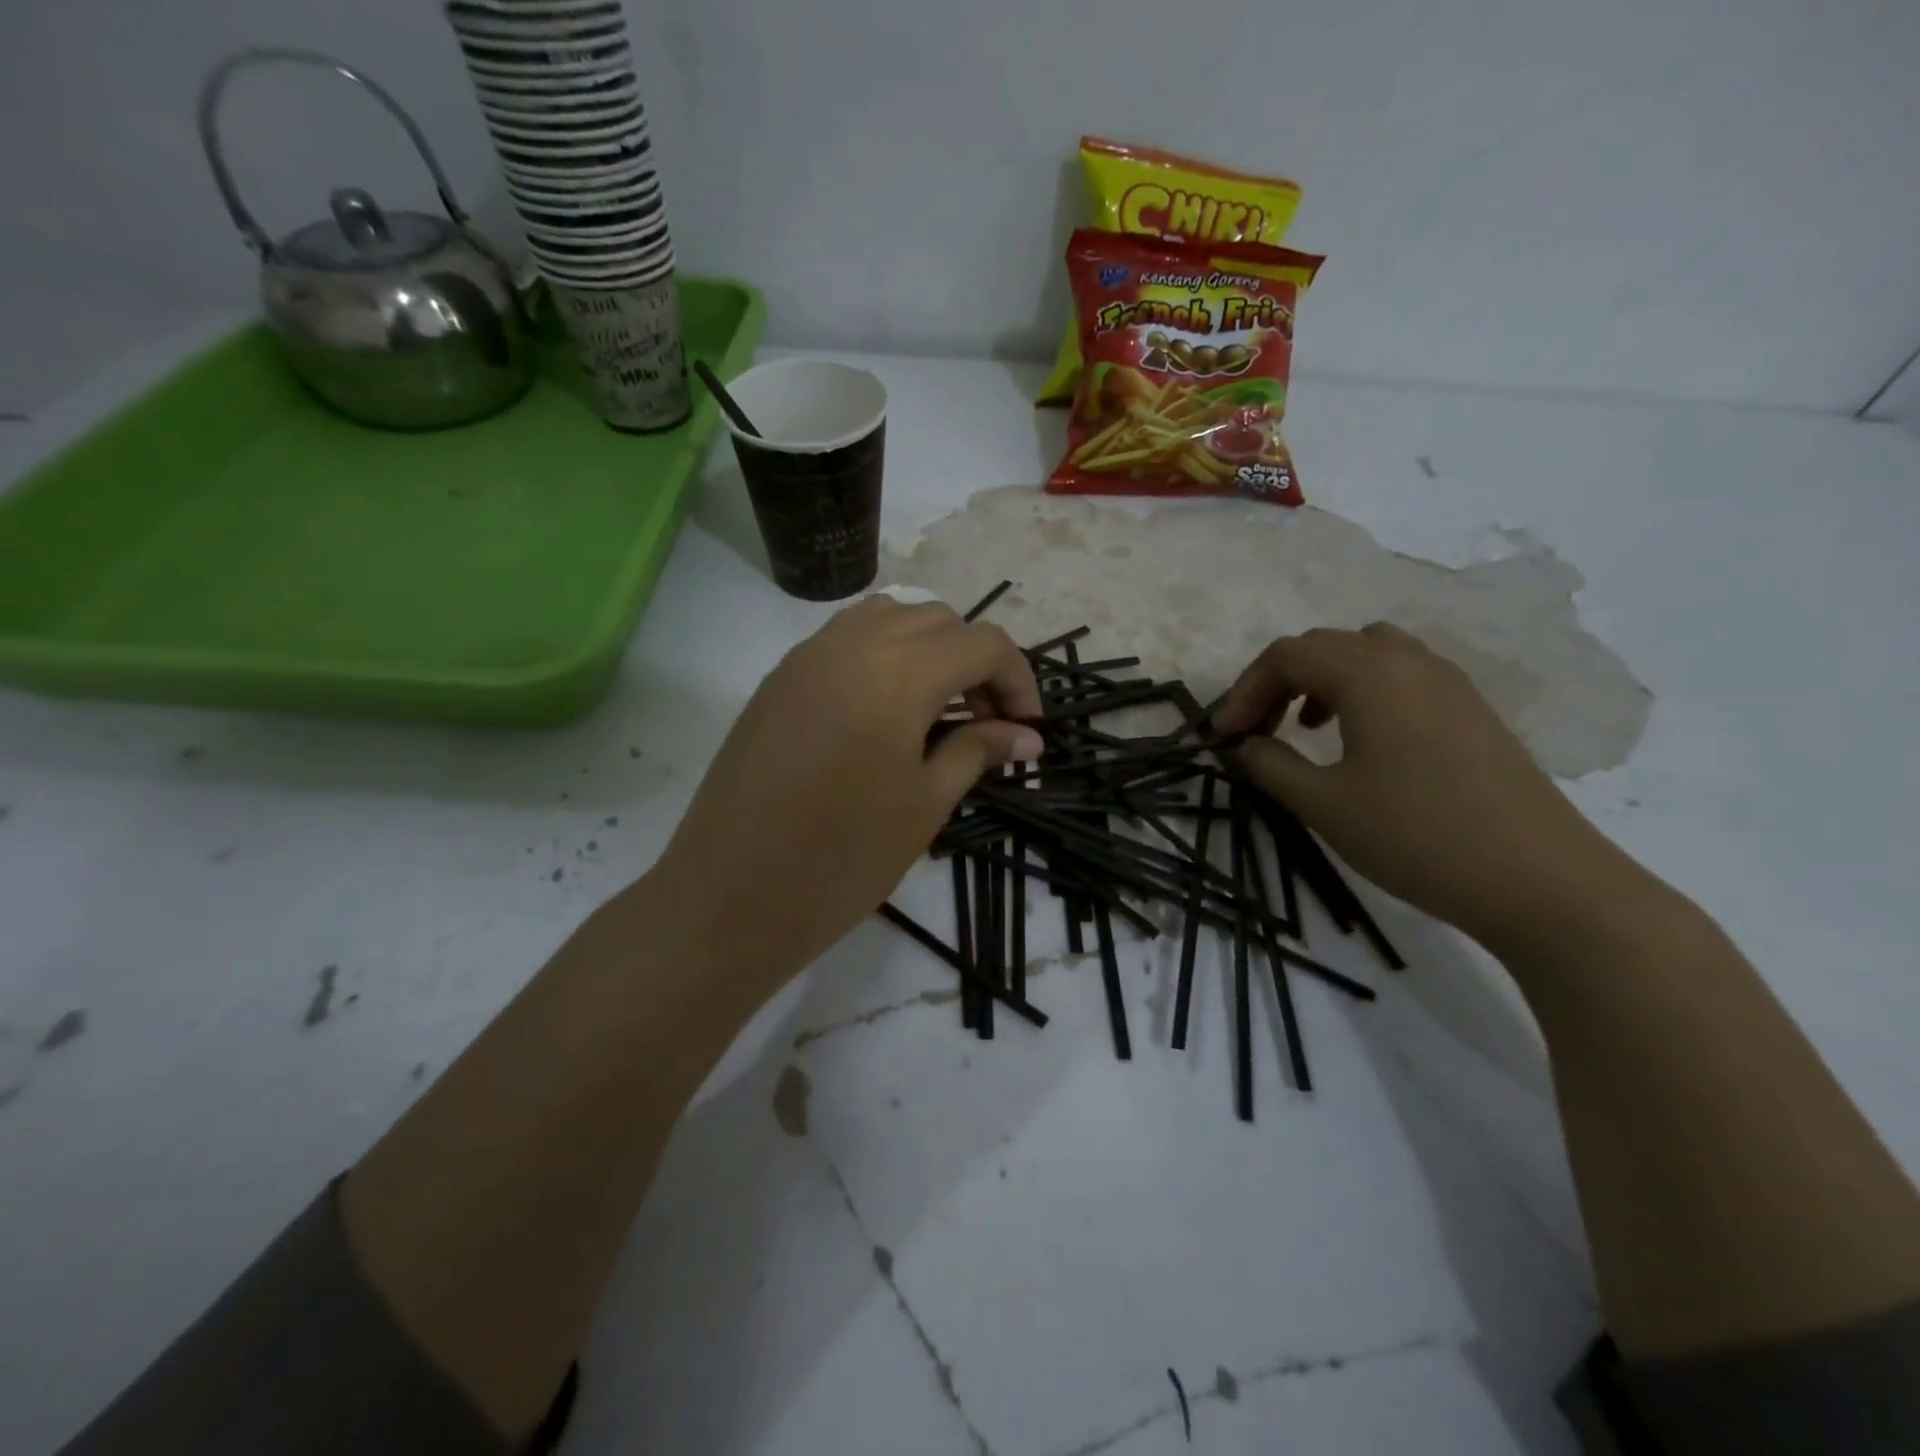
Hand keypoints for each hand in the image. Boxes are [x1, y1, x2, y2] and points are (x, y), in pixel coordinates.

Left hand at [652, 597, 1043, 980]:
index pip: (983, 644)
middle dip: (976, 662)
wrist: (730, 896)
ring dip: (928, 650)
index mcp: (898, 672)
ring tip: (936, 709)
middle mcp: (852, 643)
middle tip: (986, 723)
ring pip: (889, 618)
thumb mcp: (925, 804)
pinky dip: (882, 654)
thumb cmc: (842, 858)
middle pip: (939, 620)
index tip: (1027, 729)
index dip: (1018, 679)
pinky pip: (845, 639)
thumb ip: (978, 752)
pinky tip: (884, 711)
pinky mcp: (779, 678)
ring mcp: (807, 656)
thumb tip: (1027, 736)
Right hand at [1212, 623, 1634, 949]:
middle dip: (1276, 682)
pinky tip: (1359, 739)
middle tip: (1253, 732)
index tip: (1222, 736)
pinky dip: (1361, 690)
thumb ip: (1271, 765)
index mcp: (1369, 674)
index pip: (1286, 656)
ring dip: (1320, 680)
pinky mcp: (1471, 708)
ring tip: (1303, 726)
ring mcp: (1448, 681)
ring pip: (1365, 653)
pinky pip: (1400, 674)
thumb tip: (1245, 746)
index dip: (1243, 691)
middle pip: (1323, 646)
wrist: (1541, 880)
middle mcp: (1409, 661)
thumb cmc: (1418, 836)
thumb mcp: (1324, 805)